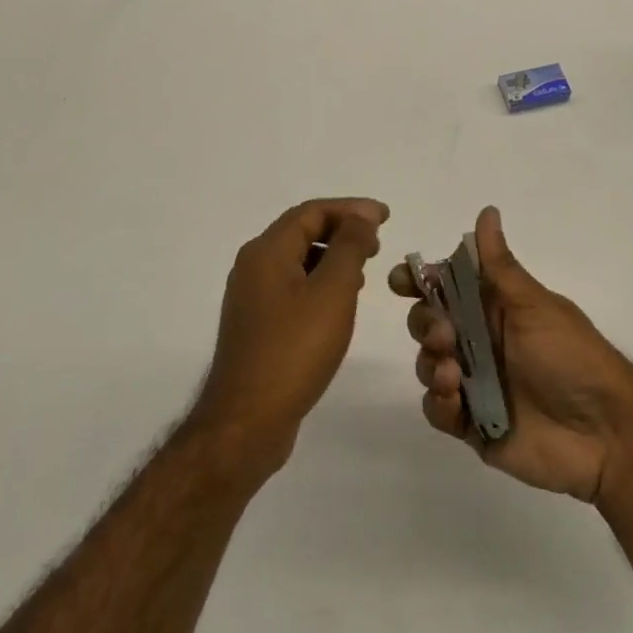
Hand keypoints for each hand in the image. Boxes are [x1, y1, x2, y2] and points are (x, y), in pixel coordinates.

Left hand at [192, 198, 387, 475]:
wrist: (246, 423)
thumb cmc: (294, 350)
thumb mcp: (332, 291)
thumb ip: (349, 247)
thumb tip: (361, 216)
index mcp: (266, 251)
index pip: (312, 212)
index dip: (351, 208)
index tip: (385, 216)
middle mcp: (253, 266)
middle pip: (302, 232)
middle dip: (342, 230)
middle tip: (377, 242)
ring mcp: (251, 298)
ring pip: (297, 260)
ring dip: (332, 257)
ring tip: (364, 270)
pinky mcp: (256, 326)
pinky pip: (292, 287)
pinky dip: (319, 282)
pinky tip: (338, 303)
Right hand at [391, 205, 632, 502]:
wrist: (605, 433)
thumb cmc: (571, 356)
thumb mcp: (534, 305)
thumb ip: (500, 265)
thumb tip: (487, 210)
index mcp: (492, 306)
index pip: (444, 285)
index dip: (418, 281)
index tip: (403, 282)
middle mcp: (478, 340)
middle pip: (426, 322)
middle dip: (424, 324)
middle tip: (444, 334)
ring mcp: (473, 382)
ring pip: (427, 364)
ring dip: (431, 364)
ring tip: (454, 375)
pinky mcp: (472, 424)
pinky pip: (437, 410)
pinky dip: (439, 403)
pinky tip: (456, 403)